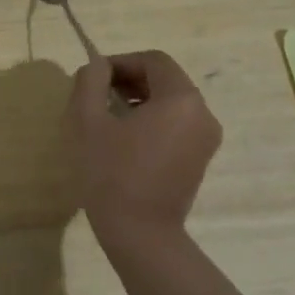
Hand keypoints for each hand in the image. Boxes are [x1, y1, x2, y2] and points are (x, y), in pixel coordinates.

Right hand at [64, 50, 221, 254]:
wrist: (141, 234)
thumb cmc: (112, 173)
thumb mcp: (89, 122)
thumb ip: (91, 82)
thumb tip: (96, 66)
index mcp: (181, 99)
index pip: (153, 61)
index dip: (120, 62)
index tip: (93, 77)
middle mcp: (203, 113)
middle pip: (165, 79)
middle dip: (129, 79)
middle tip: (97, 95)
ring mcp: (206, 138)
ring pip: (171, 101)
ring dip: (139, 99)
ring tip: (107, 116)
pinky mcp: (201, 158)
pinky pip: (177, 123)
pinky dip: (153, 119)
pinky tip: (125, 138)